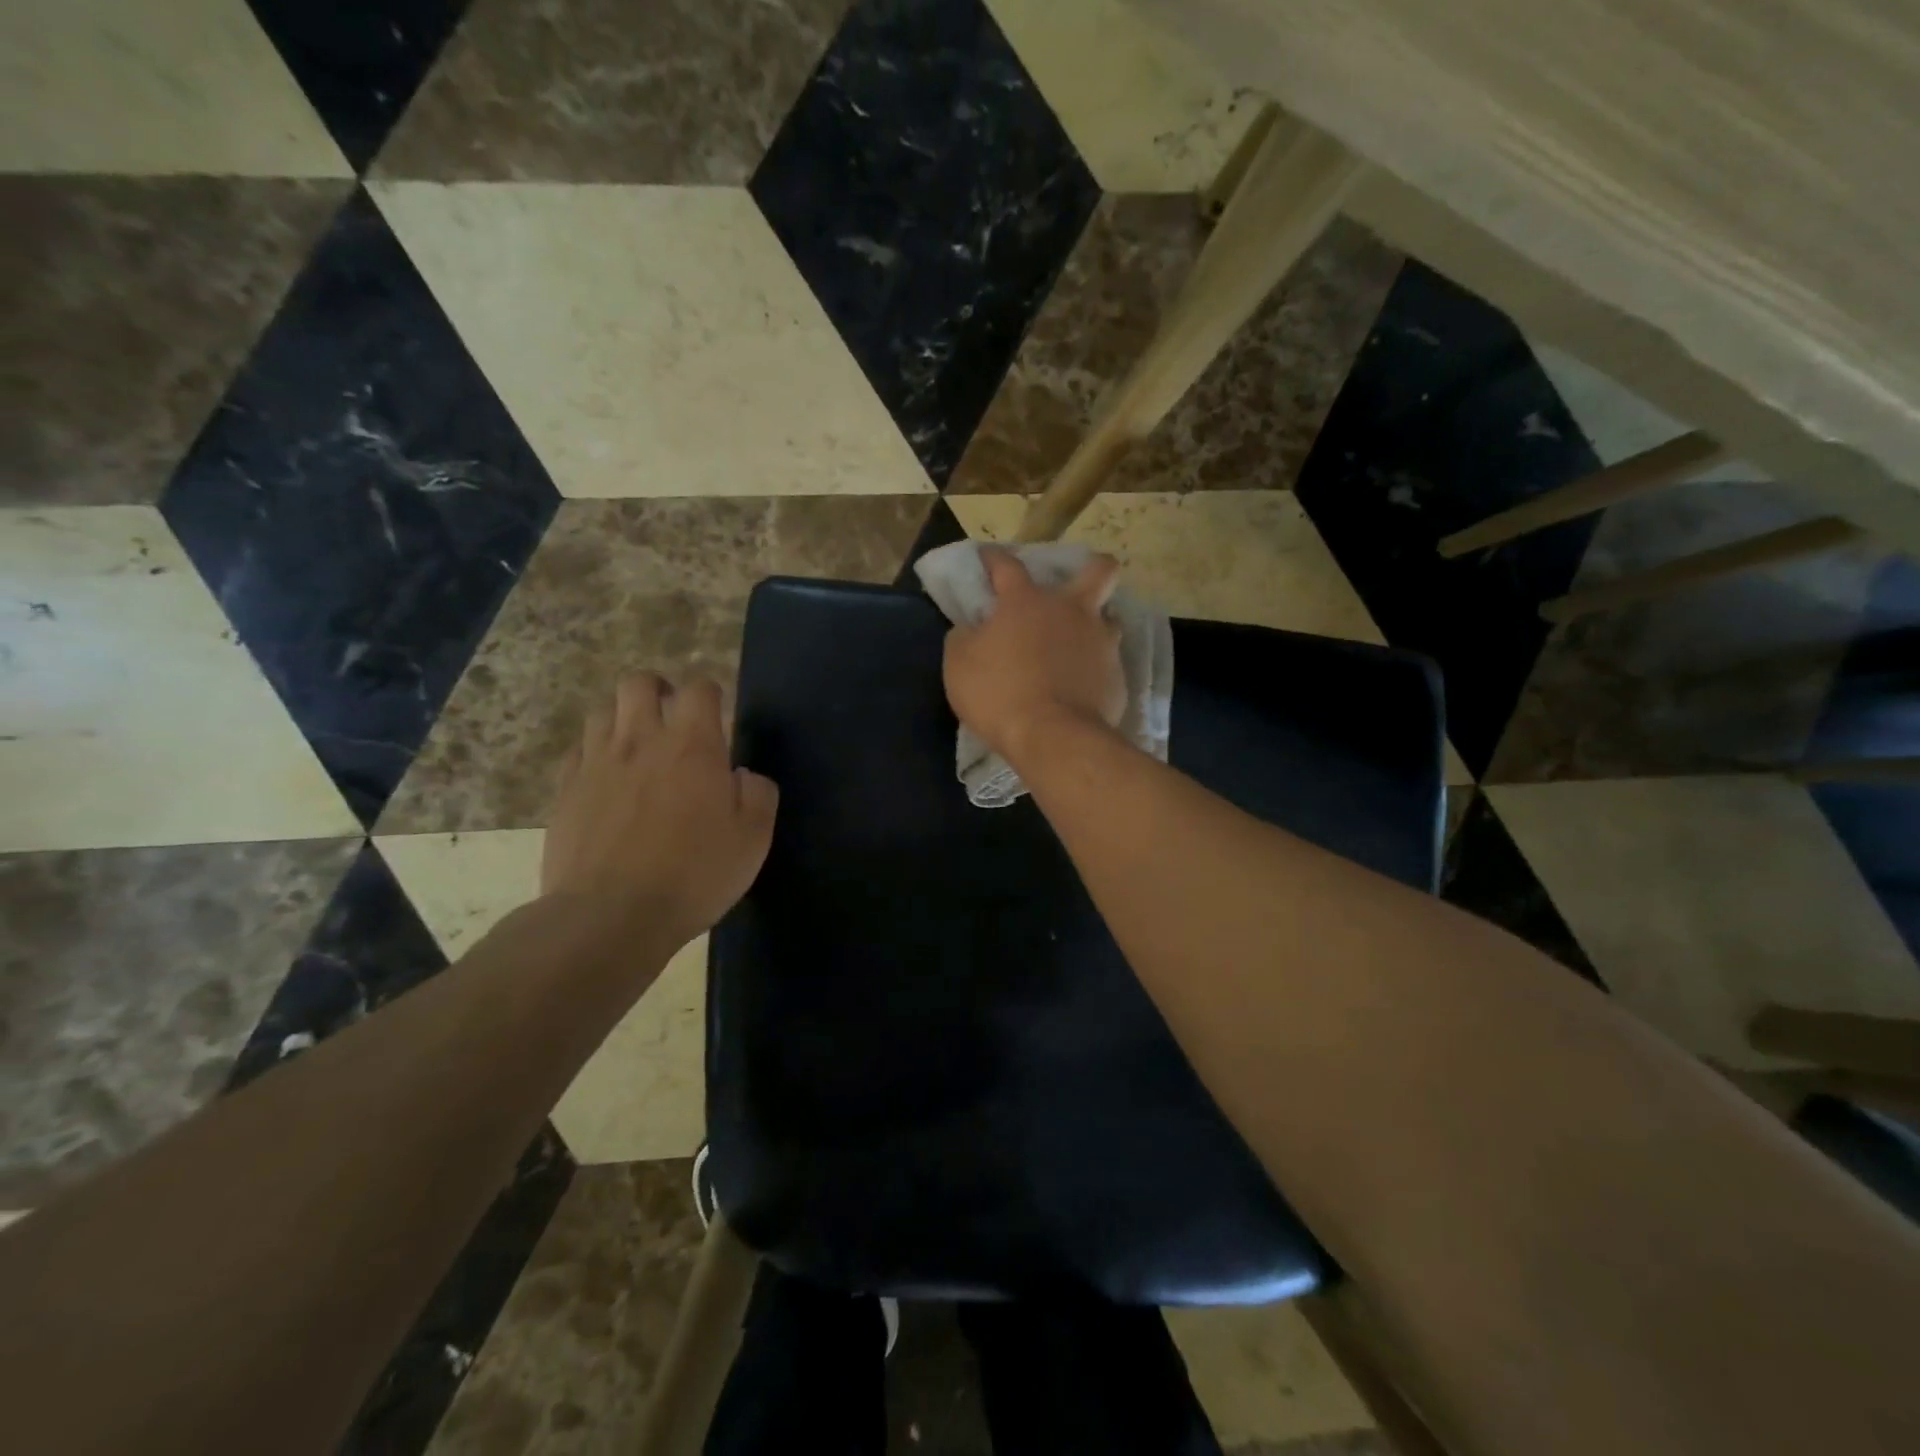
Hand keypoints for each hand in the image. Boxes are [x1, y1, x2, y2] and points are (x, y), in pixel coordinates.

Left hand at [542, 674, 777, 945]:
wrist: (611, 916)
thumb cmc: (693, 875)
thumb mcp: (753, 839)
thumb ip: (758, 794)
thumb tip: (743, 775)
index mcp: (692, 746)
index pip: (699, 689)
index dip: (710, 692)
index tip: (717, 711)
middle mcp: (641, 740)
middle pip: (638, 683)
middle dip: (657, 689)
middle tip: (670, 714)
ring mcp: (596, 763)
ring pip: (601, 711)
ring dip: (623, 717)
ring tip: (636, 743)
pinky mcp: (565, 790)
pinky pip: (577, 751)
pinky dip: (594, 752)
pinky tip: (606, 776)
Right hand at [943, 547, 1126, 760]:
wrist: (1054, 737)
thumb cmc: (999, 694)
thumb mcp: (959, 664)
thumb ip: (965, 636)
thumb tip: (971, 627)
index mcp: (1027, 601)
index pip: (1007, 564)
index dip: (994, 559)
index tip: (987, 559)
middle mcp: (1071, 610)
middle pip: (1098, 570)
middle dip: (1091, 568)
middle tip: (1074, 587)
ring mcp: (1101, 641)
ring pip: (1110, 618)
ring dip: (1094, 626)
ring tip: (1077, 646)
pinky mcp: (1117, 676)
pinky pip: (1108, 663)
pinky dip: (1095, 669)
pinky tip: (1082, 686)